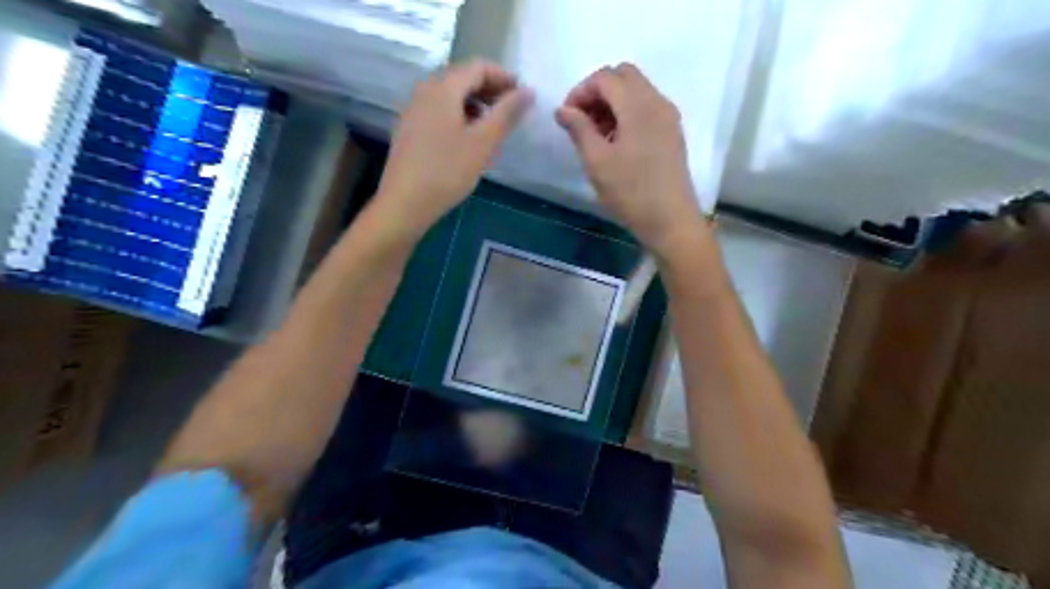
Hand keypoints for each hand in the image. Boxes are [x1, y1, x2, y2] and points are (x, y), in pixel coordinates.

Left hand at [373, 59, 533, 238]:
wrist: (405, 203)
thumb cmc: (447, 171)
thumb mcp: (483, 142)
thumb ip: (507, 113)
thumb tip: (529, 91)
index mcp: (443, 88)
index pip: (478, 67)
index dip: (504, 77)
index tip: (523, 97)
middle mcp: (424, 91)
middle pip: (462, 79)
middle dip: (490, 91)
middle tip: (511, 113)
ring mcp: (413, 111)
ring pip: (450, 97)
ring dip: (476, 106)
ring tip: (493, 130)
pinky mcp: (409, 130)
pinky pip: (439, 113)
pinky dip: (459, 118)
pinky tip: (468, 142)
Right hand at [558, 64, 705, 256]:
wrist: (671, 220)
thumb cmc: (630, 192)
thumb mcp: (597, 162)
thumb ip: (578, 129)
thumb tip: (562, 109)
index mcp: (638, 105)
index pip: (605, 77)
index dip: (580, 91)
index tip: (566, 117)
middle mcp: (657, 101)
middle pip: (623, 76)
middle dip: (598, 92)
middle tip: (582, 121)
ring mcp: (668, 116)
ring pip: (636, 91)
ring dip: (612, 102)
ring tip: (596, 135)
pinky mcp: (672, 132)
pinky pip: (646, 108)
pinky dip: (627, 113)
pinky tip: (616, 143)